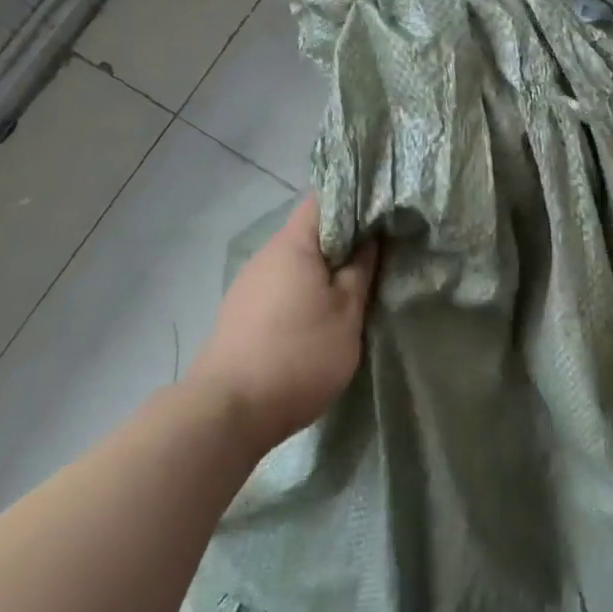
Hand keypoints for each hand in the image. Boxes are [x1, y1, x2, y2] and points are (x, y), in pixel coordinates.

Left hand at [187, 197, 378, 450]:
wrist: (228, 412)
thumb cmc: (298, 355)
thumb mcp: (347, 314)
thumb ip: (361, 270)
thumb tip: (371, 239)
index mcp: (292, 244)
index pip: (323, 199)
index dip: (355, 200)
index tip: (384, 214)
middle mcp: (266, 255)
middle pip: (309, 231)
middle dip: (344, 239)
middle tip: (379, 254)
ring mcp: (249, 283)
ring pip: (295, 260)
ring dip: (324, 268)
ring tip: (355, 286)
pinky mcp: (241, 312)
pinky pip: (281, 284)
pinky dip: (304, 289)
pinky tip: (320, 313)